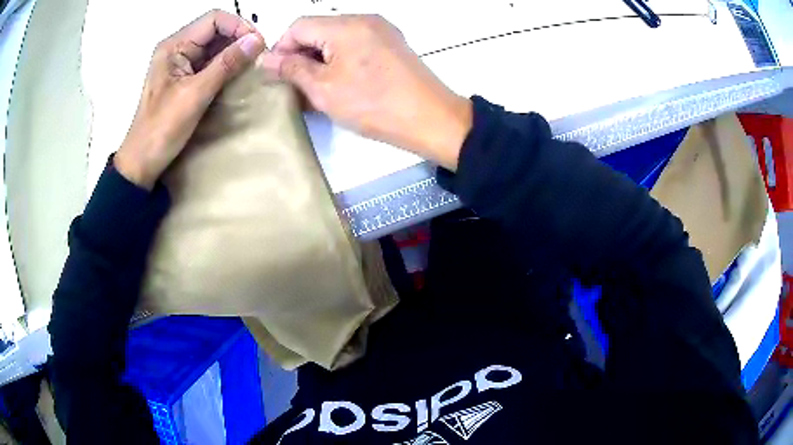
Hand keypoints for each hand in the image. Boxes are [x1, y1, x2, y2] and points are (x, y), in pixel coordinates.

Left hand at [114, 10, 265, 188]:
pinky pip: (209, 63)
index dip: (238, 26)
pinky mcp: (183, 78)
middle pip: (215, 30)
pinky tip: (235, 76)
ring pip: (214, 46)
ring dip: (233, 53)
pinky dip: (224, 66)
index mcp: (174, 46)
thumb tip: (257, 40)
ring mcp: (180, 64)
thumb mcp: (196, 94)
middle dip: (238, 39)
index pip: (214, 19)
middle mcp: (177, 48)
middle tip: (257, 58)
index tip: (257, 45)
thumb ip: (226, 64)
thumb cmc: (163, 128)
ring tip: (249, 67)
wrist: (142, 162)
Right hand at [260, 15, 471, 170]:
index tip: (276, 75)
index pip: (298, 26)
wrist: (431, 119)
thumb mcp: (323, 89)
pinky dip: (340, 60)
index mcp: (346, 25)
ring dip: (319, 59)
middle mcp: (365, 19)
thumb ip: (291, 69)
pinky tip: (339, 82)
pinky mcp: (392, 44)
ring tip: (315, 88)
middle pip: (318, 29)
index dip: (281, 48)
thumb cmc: (374, 105)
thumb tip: (265, 59)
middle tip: (294, 85)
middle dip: (301, 55)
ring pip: (336, 38)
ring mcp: (382, 30)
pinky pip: (355, 44)